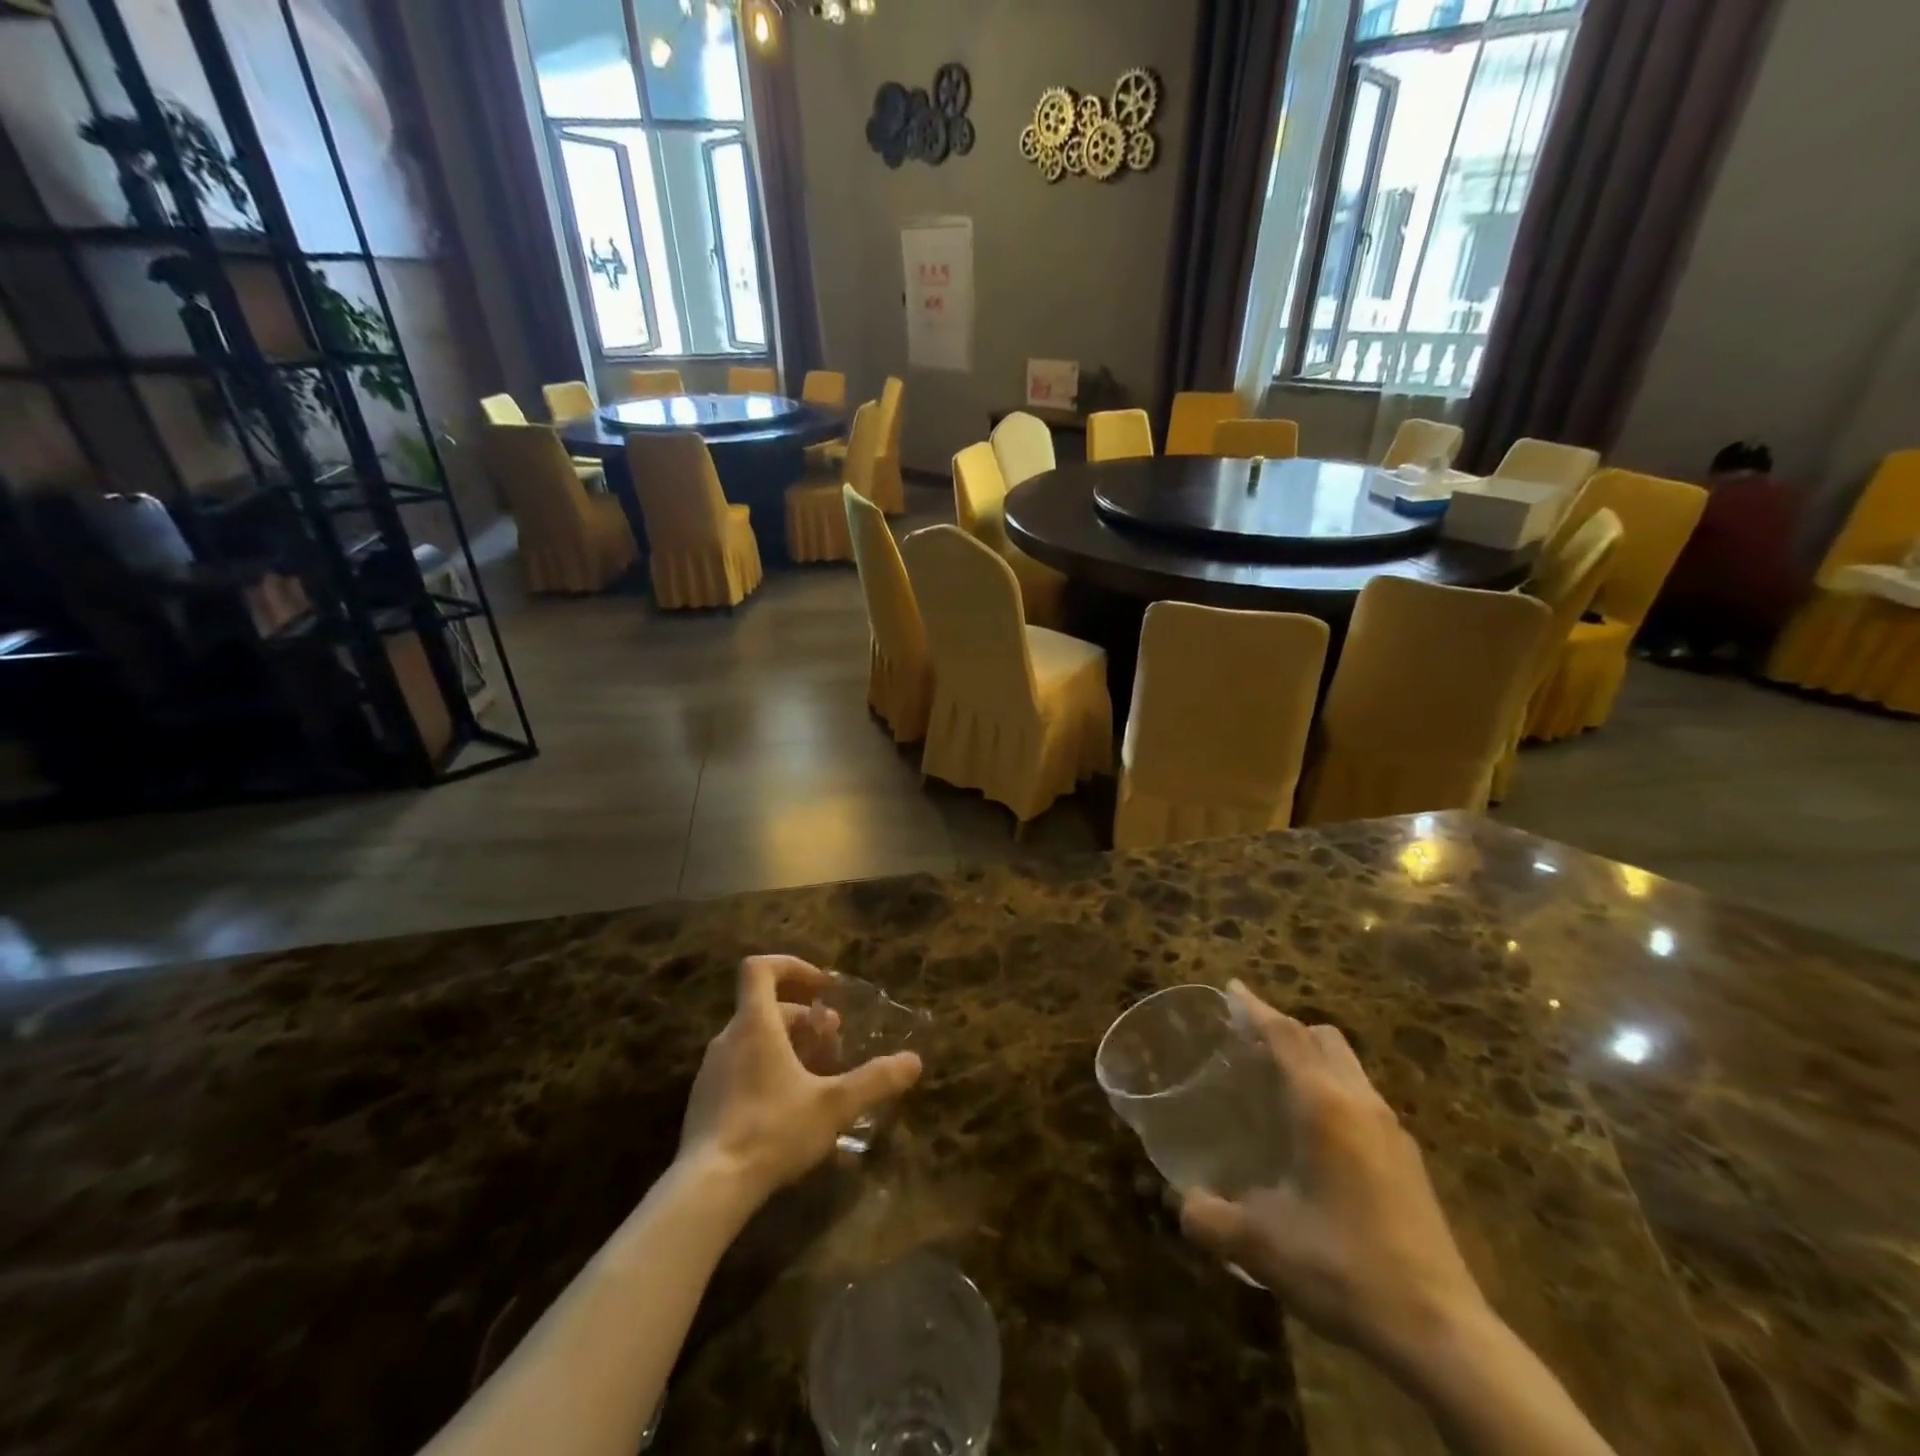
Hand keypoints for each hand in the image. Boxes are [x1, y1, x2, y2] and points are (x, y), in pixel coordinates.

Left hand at [679, 956, 921, 1202]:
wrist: (707, 1189)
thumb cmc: (772, 1131)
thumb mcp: (834, 1105)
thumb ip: (875, 1080)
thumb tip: (913, 1061)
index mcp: (755, 1025)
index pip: (760, 968)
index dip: (793, 966)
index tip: (823, 988)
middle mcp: (728, 1039)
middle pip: (766, 1008)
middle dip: (805, 1019)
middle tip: (834, 1043)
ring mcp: (711, 1072)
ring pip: (754, 1040)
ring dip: (788, 1047)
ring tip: (817, 1077)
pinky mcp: (705, 1103)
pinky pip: (741, 1070)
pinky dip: (768, 1073)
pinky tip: (790, 1111)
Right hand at [1180, 982, 1487, 1368]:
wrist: (1443, 1332)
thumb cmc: (1344, 1267)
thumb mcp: (1261, 1245)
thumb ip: (1209, 1218)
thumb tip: (1182, 1204)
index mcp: (1323, 1104)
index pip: (1285, 1035)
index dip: (1255, 1007)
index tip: (1230, 988)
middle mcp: (1360, 1103)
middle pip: (1322, 1037)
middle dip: (1286, 1028)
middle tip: (1249, 1045)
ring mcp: (1392, 1131)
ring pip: (1349, 1066)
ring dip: (1313, 1059)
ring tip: (1278, 1086)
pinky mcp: (1409, 1160)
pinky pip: (1363, 1098)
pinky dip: (1334, 1091)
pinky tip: (1316, 1137)